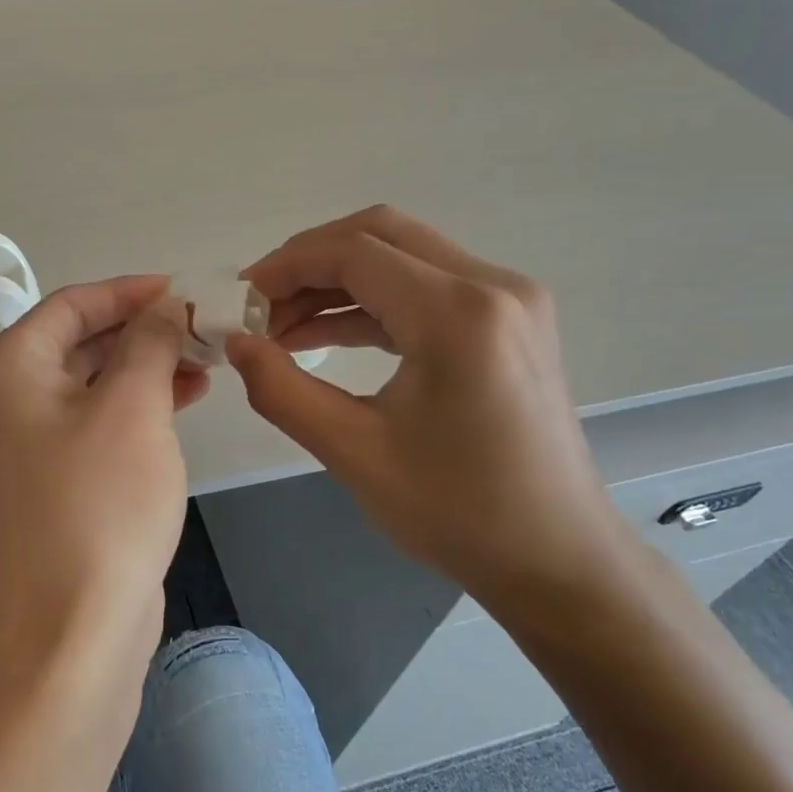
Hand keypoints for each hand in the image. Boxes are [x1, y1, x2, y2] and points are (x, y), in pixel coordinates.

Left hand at [0, 276, 206, 672]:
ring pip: (92, 382)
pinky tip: (183, 400)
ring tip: (206, 363)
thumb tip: (164, 306)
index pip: (72, 304)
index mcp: (7, 369)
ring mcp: (27, 443)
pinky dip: (136, 406)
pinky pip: (96, 421)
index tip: (185, 290)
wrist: (74, 624)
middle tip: (202, 328)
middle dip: (143, 331)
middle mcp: (6, 399)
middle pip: (80, 341)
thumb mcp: (132, 406)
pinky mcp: (53, 478)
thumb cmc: (100, 502)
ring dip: (146, 367)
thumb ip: (149, 343)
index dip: (130, 292)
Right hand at [229, 207, 647, 619]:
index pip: (354, 252)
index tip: (240, 300)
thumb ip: (281, 389)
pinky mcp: (511, 321)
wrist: (556, 557)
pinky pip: (428, 288)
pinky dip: (373, 303)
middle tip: (260, 306)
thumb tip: (236, 343)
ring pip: (404, 256)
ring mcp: (510, 300)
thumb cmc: (456, 512)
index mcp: (458, 314)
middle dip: (310, 262)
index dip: (287, 267)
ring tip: (282, 327)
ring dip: (339, 282)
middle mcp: (494, 285)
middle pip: (381, 234)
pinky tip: (327, 335)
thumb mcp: (353, 452)